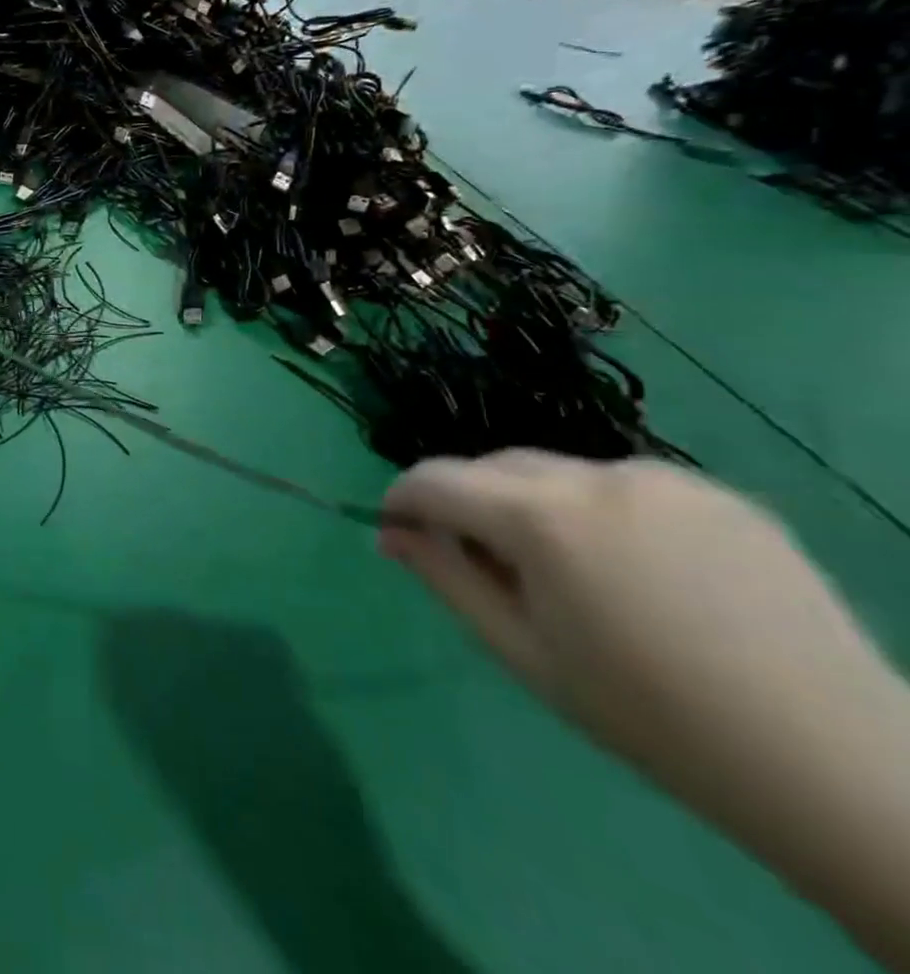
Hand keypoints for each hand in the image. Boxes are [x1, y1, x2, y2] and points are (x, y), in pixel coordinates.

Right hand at [382, 451, 894, 799]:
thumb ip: (443, 576)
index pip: (434, 478)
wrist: (838, 765)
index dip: (401, 499)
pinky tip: (636, 569)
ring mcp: (661, 477)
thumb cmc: (649, 717)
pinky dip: (597, 511)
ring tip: (565, 570)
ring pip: (555, 471)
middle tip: (480, 562)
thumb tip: (392, 533)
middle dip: (466, 501)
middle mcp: (593, 475)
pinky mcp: (717, 491)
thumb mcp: (520, 651)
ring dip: (531, 504)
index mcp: (539, 516)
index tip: (394, 529)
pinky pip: (621, 485)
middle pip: (492, 465)